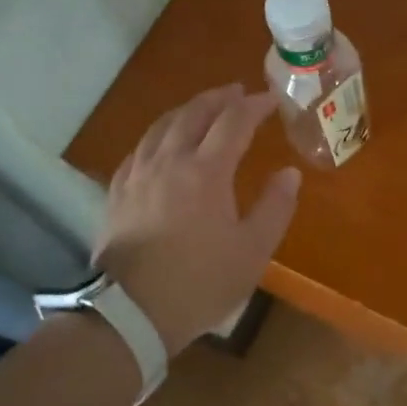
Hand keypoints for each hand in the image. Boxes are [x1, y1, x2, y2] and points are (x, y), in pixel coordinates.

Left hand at [95, 84, 300, 355]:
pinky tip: (162, 142)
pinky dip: (160, 133)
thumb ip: (275, 207)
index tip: (271, 99)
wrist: (129, 314)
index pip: (234, 121)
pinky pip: (140, 147)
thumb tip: (289, 173)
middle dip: (219, 97)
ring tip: (203, 107)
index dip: (254, 105)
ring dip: (188, 109)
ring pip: (163, 125)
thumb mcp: (252, 251)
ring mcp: (138, 174)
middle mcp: (170, 161)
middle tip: (238, 91)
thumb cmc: (199, 283)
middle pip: (194, 113)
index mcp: (206, 171)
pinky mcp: (117, 192)